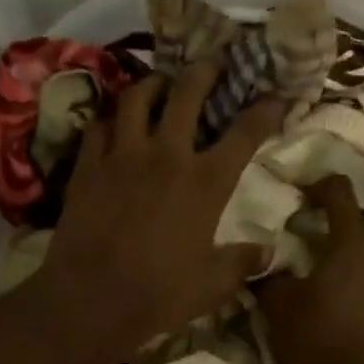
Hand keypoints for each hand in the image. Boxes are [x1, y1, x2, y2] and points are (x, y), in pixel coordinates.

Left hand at [37, 63, 285, 356]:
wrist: (91, 299)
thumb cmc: (159, 293)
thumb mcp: (213, 284)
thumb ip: (243, 262)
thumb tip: (268, 252)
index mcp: (206, 181)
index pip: (245, 132)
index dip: (266, 109)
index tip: (276, 97)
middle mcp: (167, 154)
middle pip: (187, 92)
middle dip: (205, 70)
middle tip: (212, 64)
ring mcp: (122, 155)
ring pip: (137, 96)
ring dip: (154, 83)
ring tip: (161, 83)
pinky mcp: (87, 165)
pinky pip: (99, 125)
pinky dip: (111, 119)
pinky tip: (115, 124)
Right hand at [255, 175, 363, 363]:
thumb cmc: (319, 339)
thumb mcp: (280, 306)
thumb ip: (270, 277)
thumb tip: (264, 266)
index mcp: (354, 240)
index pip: (340, 191)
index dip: (318, 186)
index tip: (301, 197)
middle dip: (344, 221)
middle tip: (316, 235)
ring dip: (360, 251)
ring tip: (334, 269)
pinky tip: (351, 299)